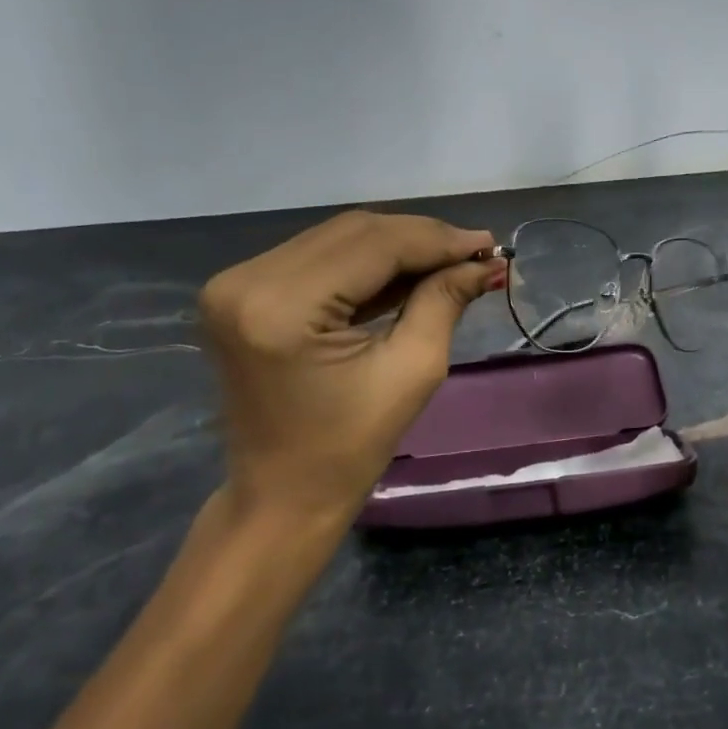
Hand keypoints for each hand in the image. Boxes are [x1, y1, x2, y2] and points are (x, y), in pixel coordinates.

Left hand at [198, 211, 504, 528]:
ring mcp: (237, 282)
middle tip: (475, 252)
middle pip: (354, 232)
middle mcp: (247, 280)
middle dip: (421, 238)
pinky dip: (366, 261)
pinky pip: (318, 257)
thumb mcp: (412, 372)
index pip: (374, 245)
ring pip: (338, 238)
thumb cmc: (349, 449)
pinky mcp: (242, 291)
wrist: (281, 497)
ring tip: (450, 260)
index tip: (490, 244)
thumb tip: (483, 261)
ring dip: (397, 245)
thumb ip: (444, 302)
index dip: (438, 240)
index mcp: (282, 307)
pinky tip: (409, 271)